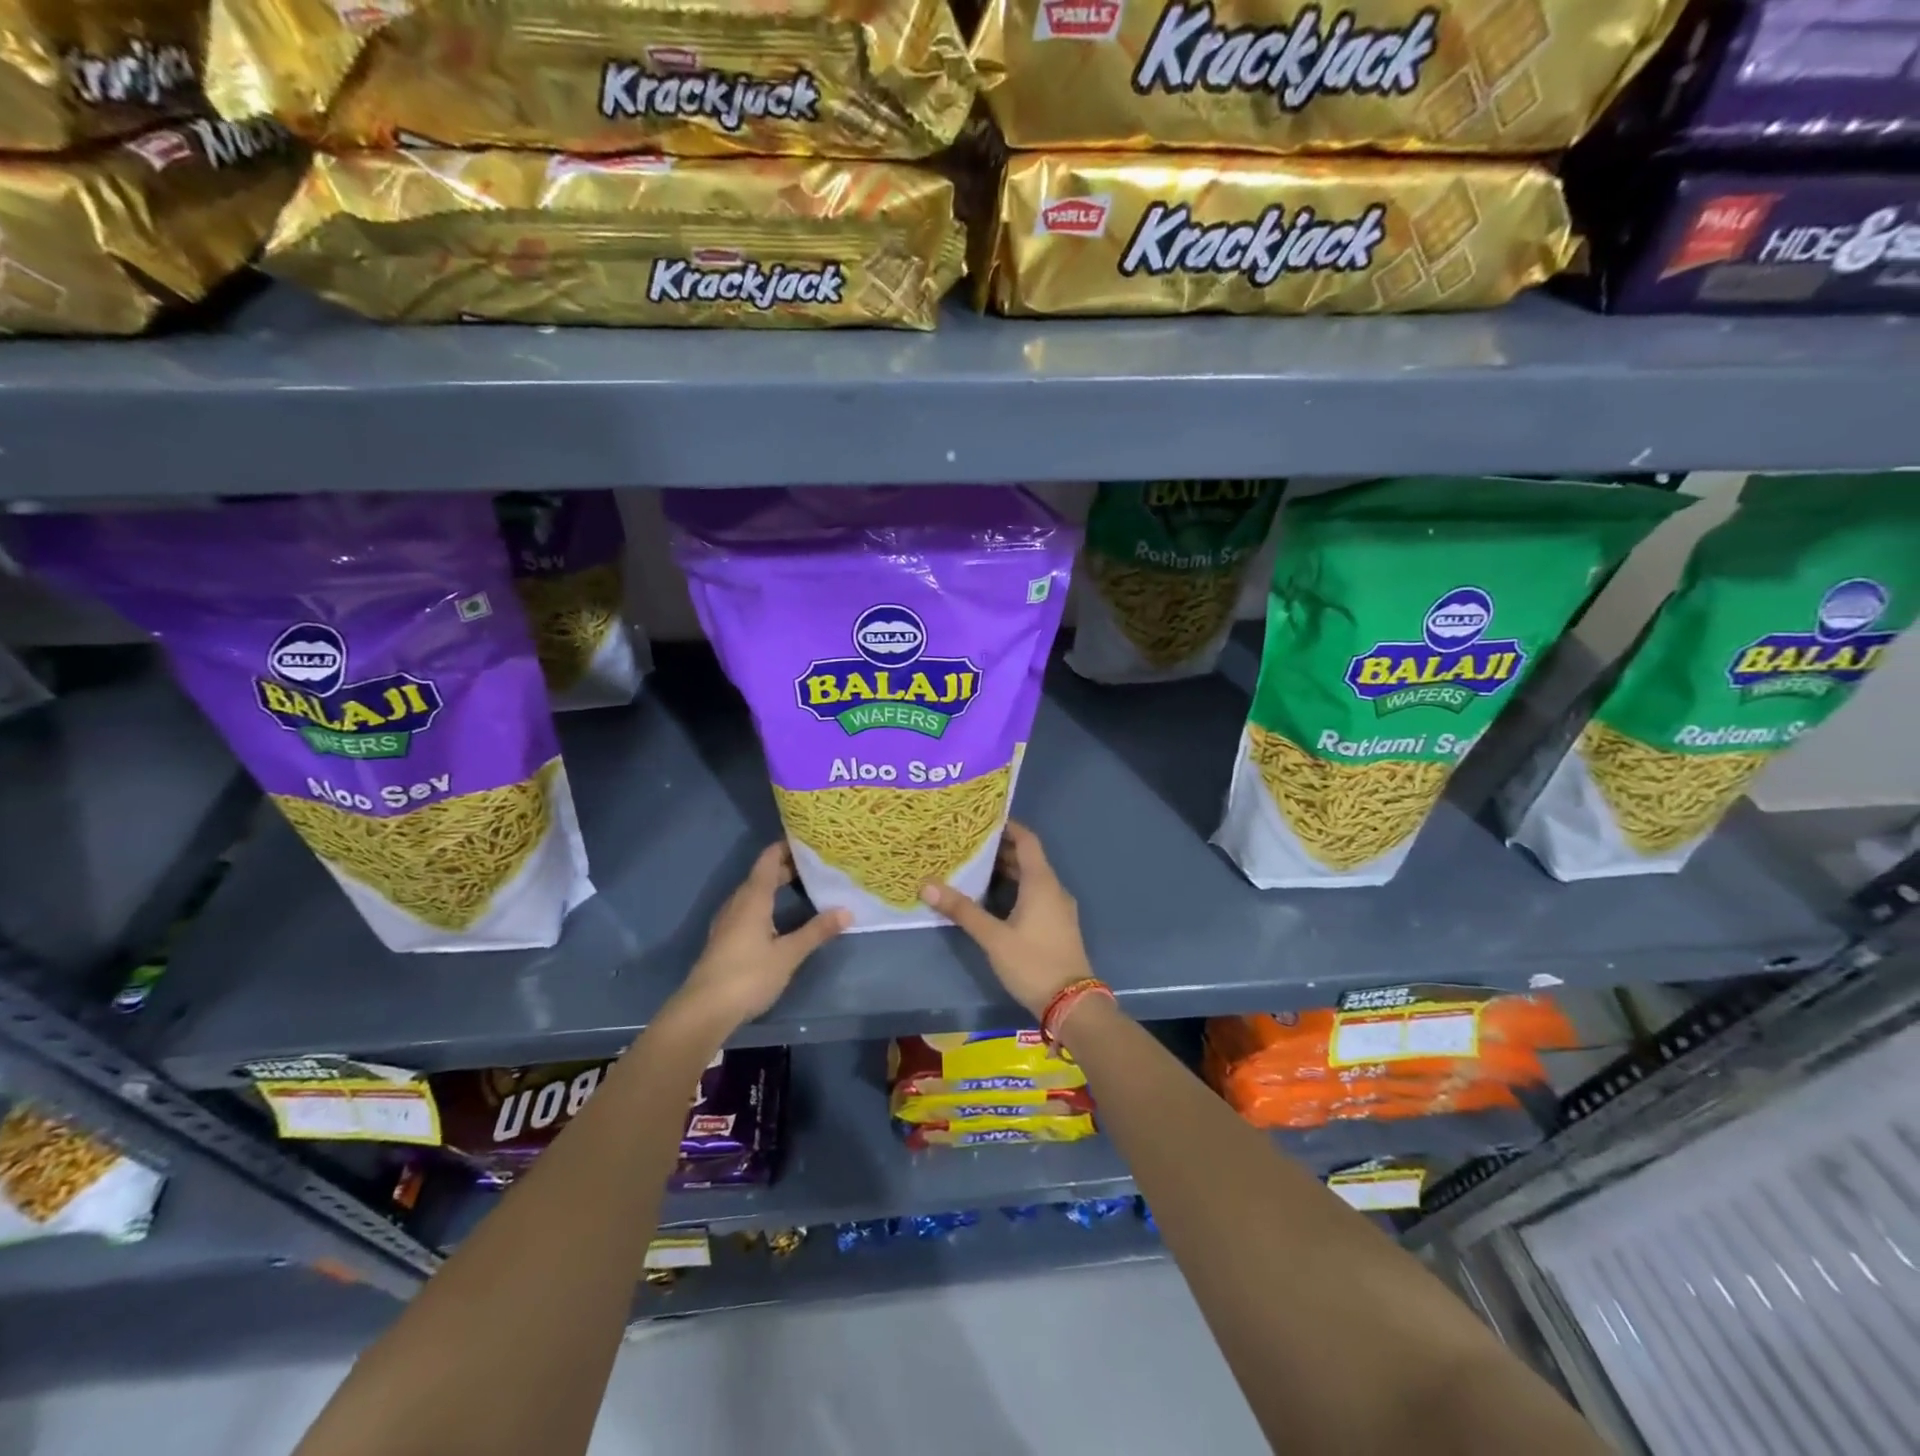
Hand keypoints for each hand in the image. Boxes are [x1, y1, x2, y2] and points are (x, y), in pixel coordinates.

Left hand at [675, 843, 848, 1028]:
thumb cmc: (748, 975)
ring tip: (805, 887)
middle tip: (818, 866)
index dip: (787, 846)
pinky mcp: (726, 938)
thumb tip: (847, 911)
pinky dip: (768, 903)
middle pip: (763, 874)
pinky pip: (750, 908)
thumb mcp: (788, 954)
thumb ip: (816, 931)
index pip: (769, 858)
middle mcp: (739, 902)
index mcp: (753, 897)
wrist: (704, 1010)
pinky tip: (782, 916)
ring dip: (777, 886)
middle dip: (788, 867)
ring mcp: (729, 920)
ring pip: (755, 892)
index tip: (811, 841)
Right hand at [920, 821, 1094, 1018]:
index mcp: (1042, 883)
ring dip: (1006, 871)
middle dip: (1000, 849)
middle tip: (968, 845)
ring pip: (1031, 878)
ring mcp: (1058, 908)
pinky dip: (1015, 888)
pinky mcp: (1057, 925)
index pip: (1027, 840)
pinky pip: (1035, 895)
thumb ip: (962, 910)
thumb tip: (926, 885)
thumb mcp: (993, 937)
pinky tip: (993, 899)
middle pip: (1027, 858)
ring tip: (974, 868)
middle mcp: (1053, 889)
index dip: (1007, 827)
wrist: (1072, 1004)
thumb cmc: (1033, 963)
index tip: (982, 820)